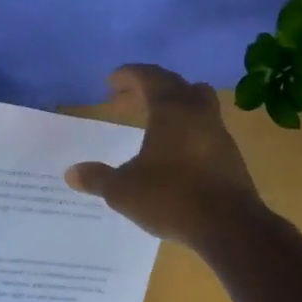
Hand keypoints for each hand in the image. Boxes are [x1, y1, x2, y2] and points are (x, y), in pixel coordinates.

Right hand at [64, 64, 264, 247]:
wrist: (229, 226)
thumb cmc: (171, 197)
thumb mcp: (123, 190)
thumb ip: (97, 178)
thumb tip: (71, 173)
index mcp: (171, 110)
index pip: (149, 77)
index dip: (128, 75)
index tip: (111, 82)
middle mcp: (198, 113)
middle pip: (175, 85)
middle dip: (148, 87)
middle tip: (125, 100)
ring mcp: (219, 133)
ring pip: (196, 104)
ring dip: (173, 106)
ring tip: (151, 122)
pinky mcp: (230, 156)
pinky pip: (205, 129)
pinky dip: (186, 129)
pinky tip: (173, 152)